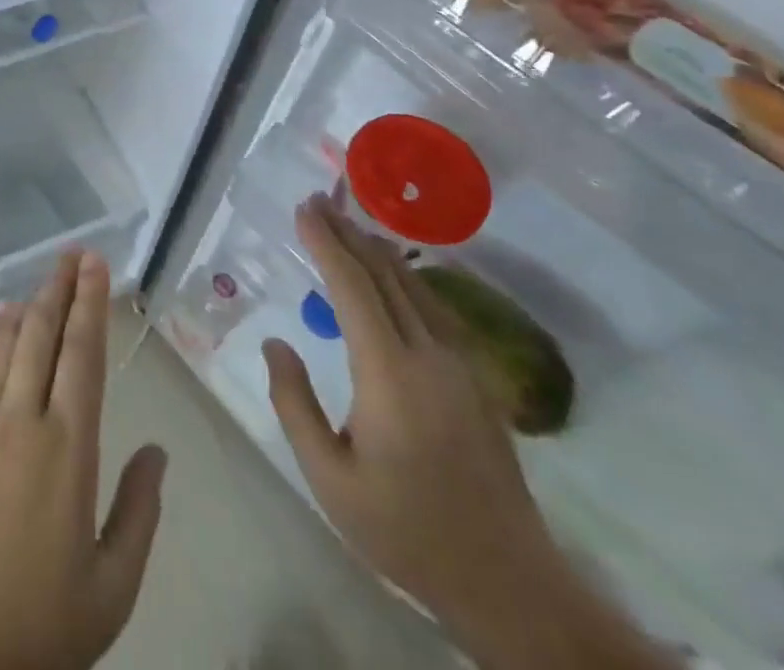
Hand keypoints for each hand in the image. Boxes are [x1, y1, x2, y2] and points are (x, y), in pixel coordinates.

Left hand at [0, 251, 167, 669]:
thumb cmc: (38, 623)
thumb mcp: (111, 587)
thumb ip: (139, 512)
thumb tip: (157, 452)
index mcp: (68, 446)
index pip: (82, 353)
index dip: (90, 303)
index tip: (96, 265)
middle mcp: (22, 419)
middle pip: (41, 334)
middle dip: (59, 288)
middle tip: (72, 255)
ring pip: (4, 345)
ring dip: (24, 307)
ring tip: (39, 282)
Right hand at [261, 196, 556, 629]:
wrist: (507, 581)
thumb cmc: (405, 530)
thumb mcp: (329, 478)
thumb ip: (294, 403)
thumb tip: (276, 343)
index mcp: (389, 374)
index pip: (353, 288)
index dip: (326, 244)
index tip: (303, 210)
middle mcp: (428, 355)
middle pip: (385, 276)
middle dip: (348, 234)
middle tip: (318, 202)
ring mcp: (461, 365)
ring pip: (415, 287)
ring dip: (377, 251)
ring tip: (348, 225)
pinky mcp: (478, 379)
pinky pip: (435, 308)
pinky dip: (406, 278)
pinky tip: (396, 274)